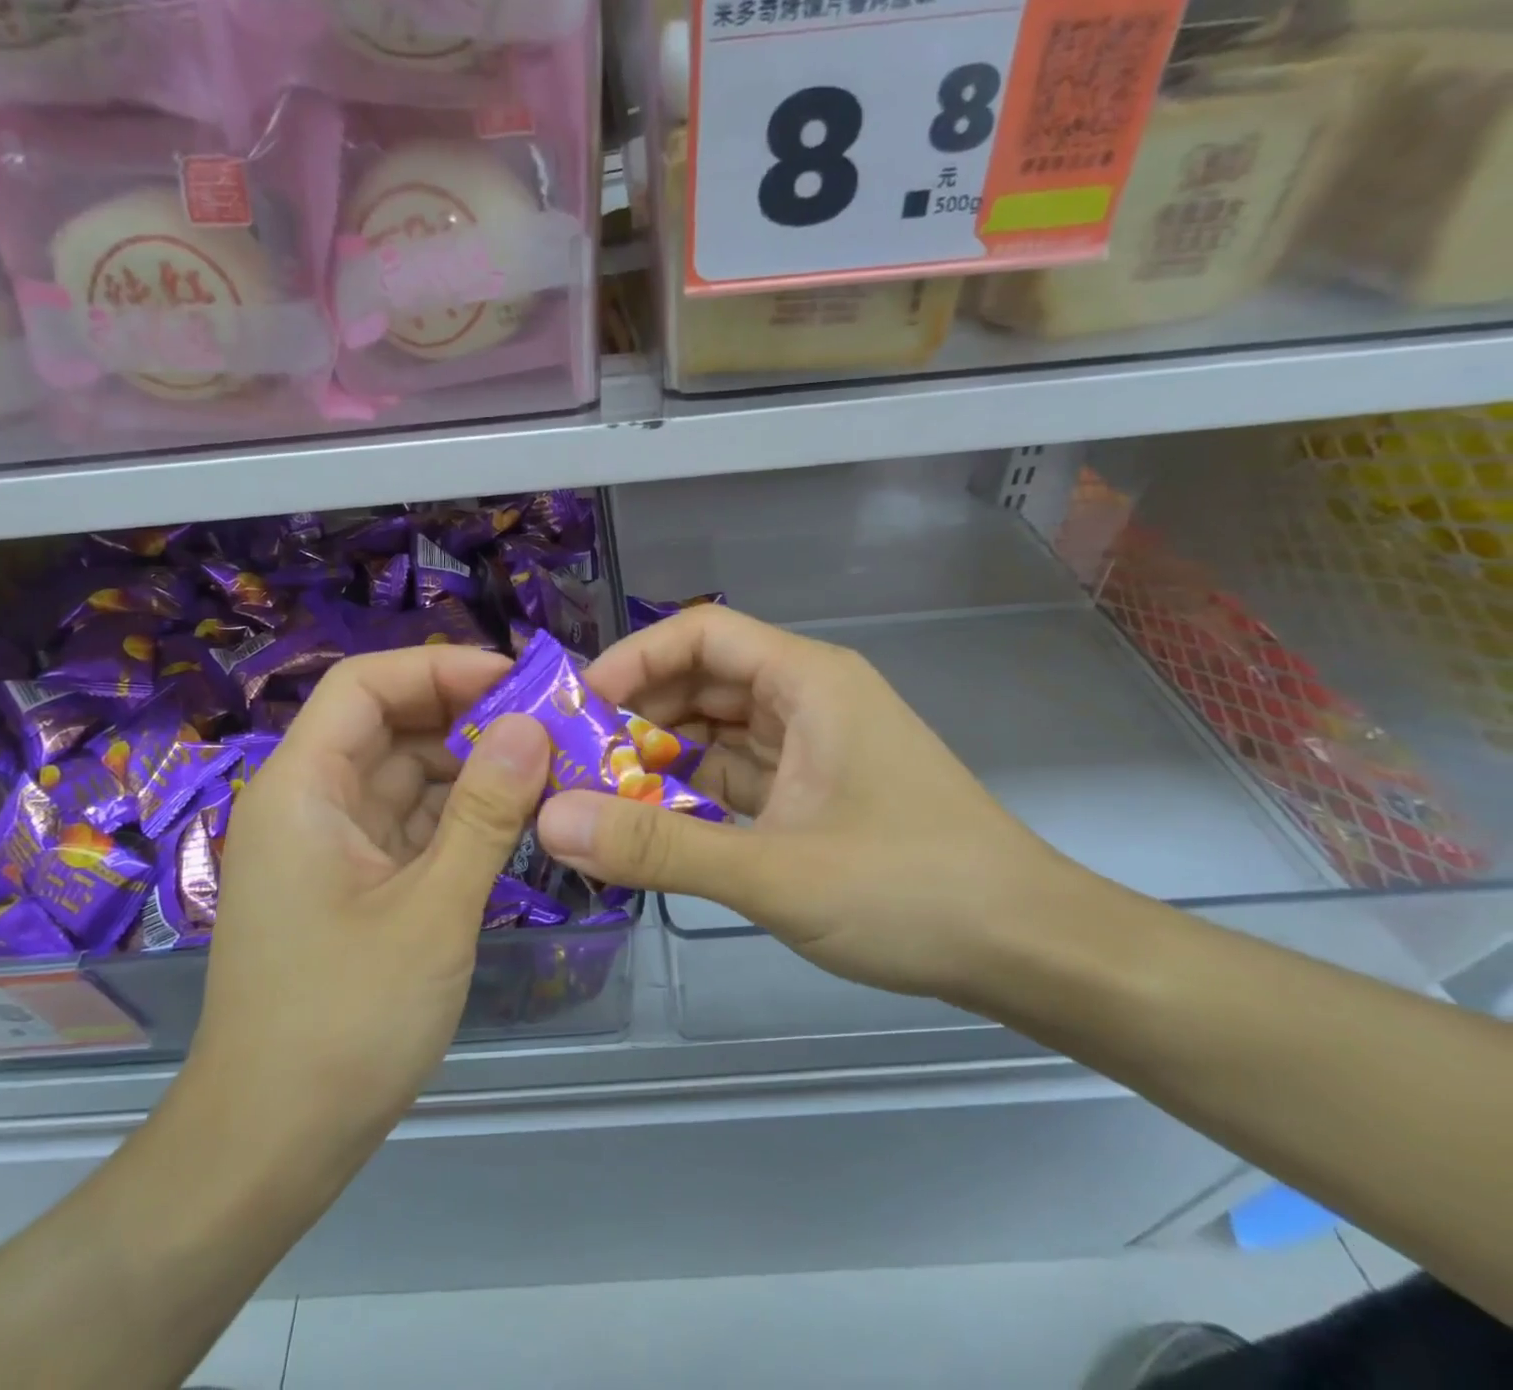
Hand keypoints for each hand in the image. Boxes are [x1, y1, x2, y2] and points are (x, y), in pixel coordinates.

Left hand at [179, 647, 548, 1169]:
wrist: (269, 1148)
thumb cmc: (344, 1023)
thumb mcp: (432, 910)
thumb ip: (485, 812)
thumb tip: (532, 726)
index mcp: (304, 788)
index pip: (365, 685)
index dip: (439, 669)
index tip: (517, 683)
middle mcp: (310, 802)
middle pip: (390, 725)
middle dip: (469, 719)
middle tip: (552, 728)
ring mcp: (331, 845)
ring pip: (407, 776)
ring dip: (472, 770)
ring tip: (550, 771)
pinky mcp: (354, 884)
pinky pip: (411, 825)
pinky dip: (460, 817)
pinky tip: (517, 822)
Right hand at [535, 607, 1082, 999]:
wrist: (1030, 950)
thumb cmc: (911, 892)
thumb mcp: (773, 871)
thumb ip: (659, 846)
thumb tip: (554, 821)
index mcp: (808, 681)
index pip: (700, 633)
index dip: (633, 660)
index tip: (579, 709)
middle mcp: (809, 698)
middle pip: (703, 680)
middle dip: (638, 715)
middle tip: (576, 762)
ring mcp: (815, 746)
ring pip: (718, 730)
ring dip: (663, 756)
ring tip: (602, 795)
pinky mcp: (817, 791)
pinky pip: (739, 773)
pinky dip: (696, 792)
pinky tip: (657, 824)